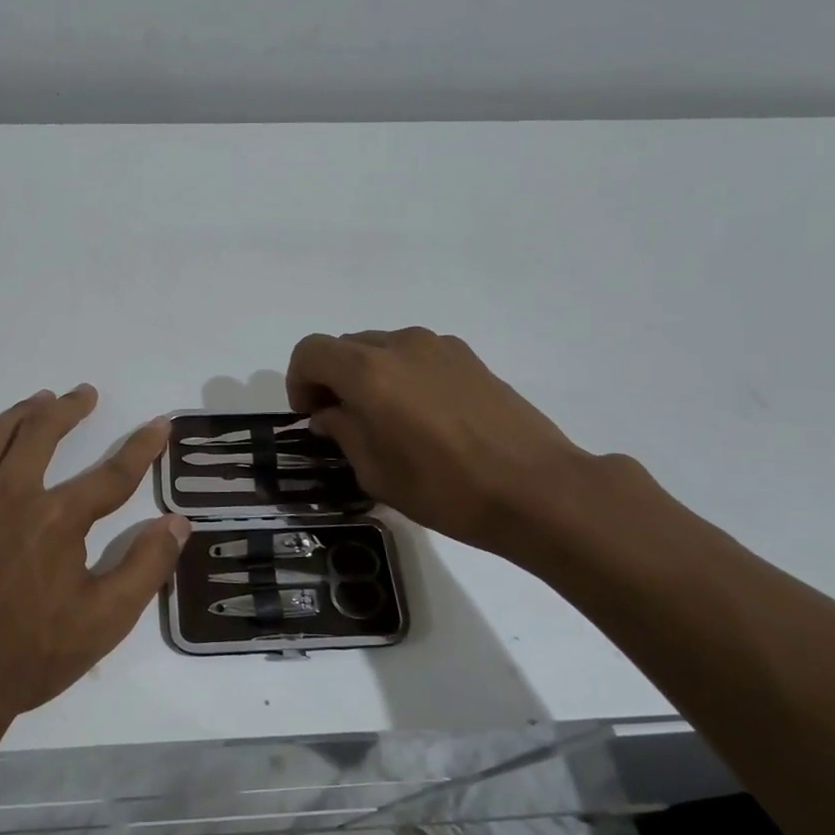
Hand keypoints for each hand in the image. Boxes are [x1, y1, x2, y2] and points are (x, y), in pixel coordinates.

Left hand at [0, 386, 188, 723]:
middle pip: (41, 434)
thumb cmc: (32, 654)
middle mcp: (11, 496)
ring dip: (18, 414)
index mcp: (57, 518)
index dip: (142, 447)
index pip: (112, 473)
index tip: (159, 424)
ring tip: (38, 400)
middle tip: (84, 394)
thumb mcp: (106, 619)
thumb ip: (146, 566)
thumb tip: (177, 522)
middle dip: (69, 409)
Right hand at [286, 327, 594, 558]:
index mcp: (368, 372)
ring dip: (368, 375)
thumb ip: (343, 431)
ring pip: (381, 348)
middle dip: (332, 379)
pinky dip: (401, 375)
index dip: (298, 381)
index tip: (310, 416)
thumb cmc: (445, 489)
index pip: (310, 352)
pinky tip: (424, 417)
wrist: (536, 489)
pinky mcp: (468, 357)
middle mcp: (400, 346)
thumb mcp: (375, 472)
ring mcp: (438, 346)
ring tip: (386, 420)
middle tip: (342, 421)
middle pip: (345, 346)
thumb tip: (331, 412)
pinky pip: (415, 356)